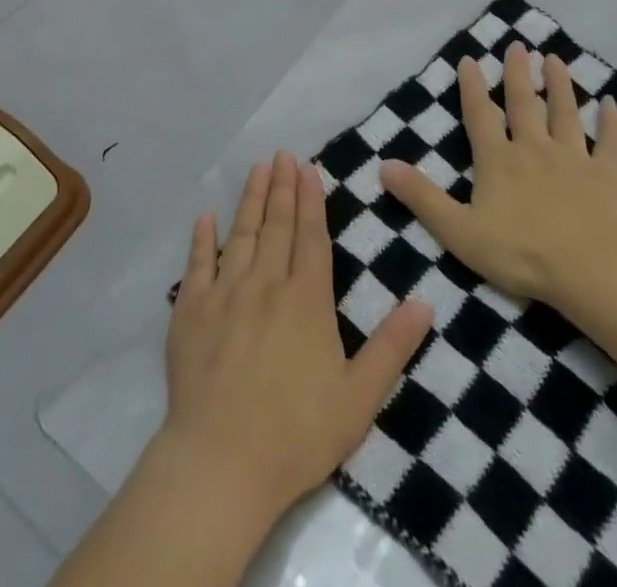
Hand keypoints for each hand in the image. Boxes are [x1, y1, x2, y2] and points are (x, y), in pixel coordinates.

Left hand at [160, 150, 433, 524]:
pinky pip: (197, 264)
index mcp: (307, 299)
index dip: (311, 200)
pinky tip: (205, 216)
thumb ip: (392, 347)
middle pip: (276, 225)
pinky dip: (202, 238)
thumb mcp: (359, 397)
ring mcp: (225, 293)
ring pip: (241, 233)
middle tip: (283, 154)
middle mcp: (266, 283)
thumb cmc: (297, 433)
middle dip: (282, 187)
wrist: (222, 463)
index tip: (309, 169)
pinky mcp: (191, 311)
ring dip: (250, 199)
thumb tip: (425, 302)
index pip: (311, 236)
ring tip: (257, 168)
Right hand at [382, 42, 616, 309]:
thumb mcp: (459, 231)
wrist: (590, 272)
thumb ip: (422, 197)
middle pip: (524, 103)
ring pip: (565, 113)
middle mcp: (534, 148)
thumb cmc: (520, 253)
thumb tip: (384, 165)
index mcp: (498, 160)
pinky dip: (611, 122)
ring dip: (560, 84)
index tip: (469, 59)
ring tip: (555, 59)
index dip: (471, 87)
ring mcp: (574, 159)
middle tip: (517, 45)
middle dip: (518, 73)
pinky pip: (609, 142)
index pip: (480, 115)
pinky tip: (611, 103)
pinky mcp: (607, 176)